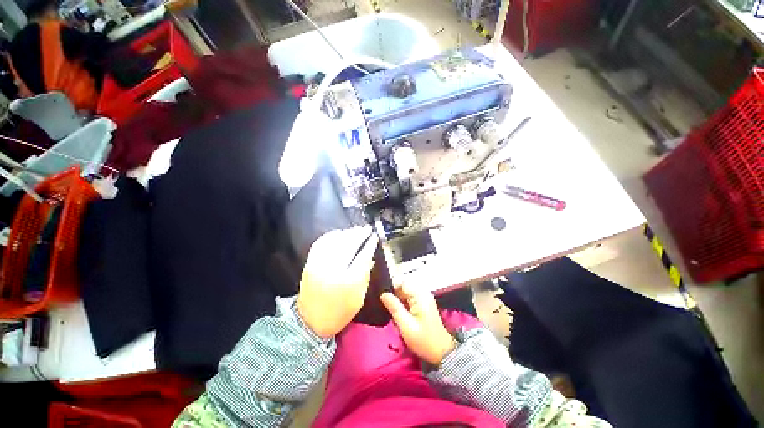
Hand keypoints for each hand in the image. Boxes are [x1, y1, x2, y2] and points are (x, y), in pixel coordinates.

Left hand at [297, 226, 377, 337]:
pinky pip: (320, 244)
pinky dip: (331, 236)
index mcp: (348, 283)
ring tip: (355, 229)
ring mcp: (318, 266)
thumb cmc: (338, 313)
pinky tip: (339, 233)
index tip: (374, 237)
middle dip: (359, 235)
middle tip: (367, 228)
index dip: (369, 245)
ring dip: (346, 233)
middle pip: (348, 246)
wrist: (309, 322)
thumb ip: (365, 276)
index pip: (362, 257)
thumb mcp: (358, 299)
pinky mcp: (309, 264)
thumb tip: (370, 258)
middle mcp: (332, 271)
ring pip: (334, 242)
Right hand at [381, 284, 455, 365]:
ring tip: (392, 313)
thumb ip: (394, 307)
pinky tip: (400, 316)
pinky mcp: (423, 305)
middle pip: (403, 287)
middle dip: (394, 295)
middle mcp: (423, 293)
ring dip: (398, 301)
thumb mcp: (405, 325)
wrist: (441, 353)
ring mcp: (424, 299)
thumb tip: (383, 294)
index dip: (391, 287)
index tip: (383, 297)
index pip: (402, 282)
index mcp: (420, 295)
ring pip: (405, 293)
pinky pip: (409, 299)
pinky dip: (403, 305)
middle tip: (387, 308)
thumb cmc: (423, 340)